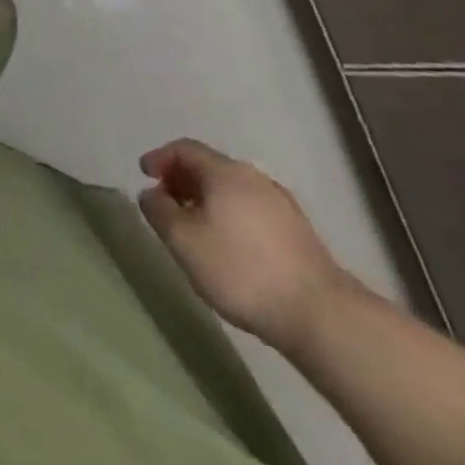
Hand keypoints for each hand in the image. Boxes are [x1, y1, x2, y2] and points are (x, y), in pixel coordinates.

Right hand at [139, 138, 355, 353]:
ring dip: (207, 199)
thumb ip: (159, 211)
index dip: (160, 158)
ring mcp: (281, 204)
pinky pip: (251, 210)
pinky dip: (230, 215)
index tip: (144, 175)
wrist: (321, 315)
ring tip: (194, 227)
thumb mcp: (183, 241)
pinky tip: (228, 245)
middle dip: (182, 179)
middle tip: (165, 201)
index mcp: (225, 172)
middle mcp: (253, 177)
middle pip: (210, 167)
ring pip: (232, 190)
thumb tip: (151, 193)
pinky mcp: (298, 232)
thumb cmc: (241, 270)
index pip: (184, 149)